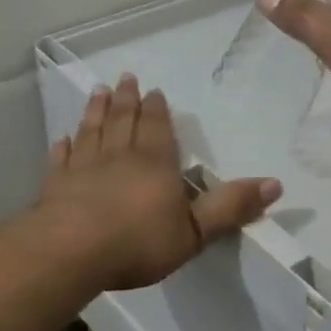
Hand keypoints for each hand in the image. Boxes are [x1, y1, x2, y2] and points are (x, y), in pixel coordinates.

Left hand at [38, 74, 280, 291]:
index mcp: (154, 163)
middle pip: (123, 120)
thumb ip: (231, 207)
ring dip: (95, 111)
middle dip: (126, 99)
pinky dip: (63, 147)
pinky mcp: (55, 186)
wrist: (71, 252)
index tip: (153, 90)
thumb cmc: (138, 242)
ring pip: (92, 131)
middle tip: (125, 78)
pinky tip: (62, 138)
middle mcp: (119, 157)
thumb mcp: (196, 231)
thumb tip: (276, 183)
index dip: (156, 109)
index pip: (157, 128)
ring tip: (97, 92)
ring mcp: (83, 168)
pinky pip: (61, 159)